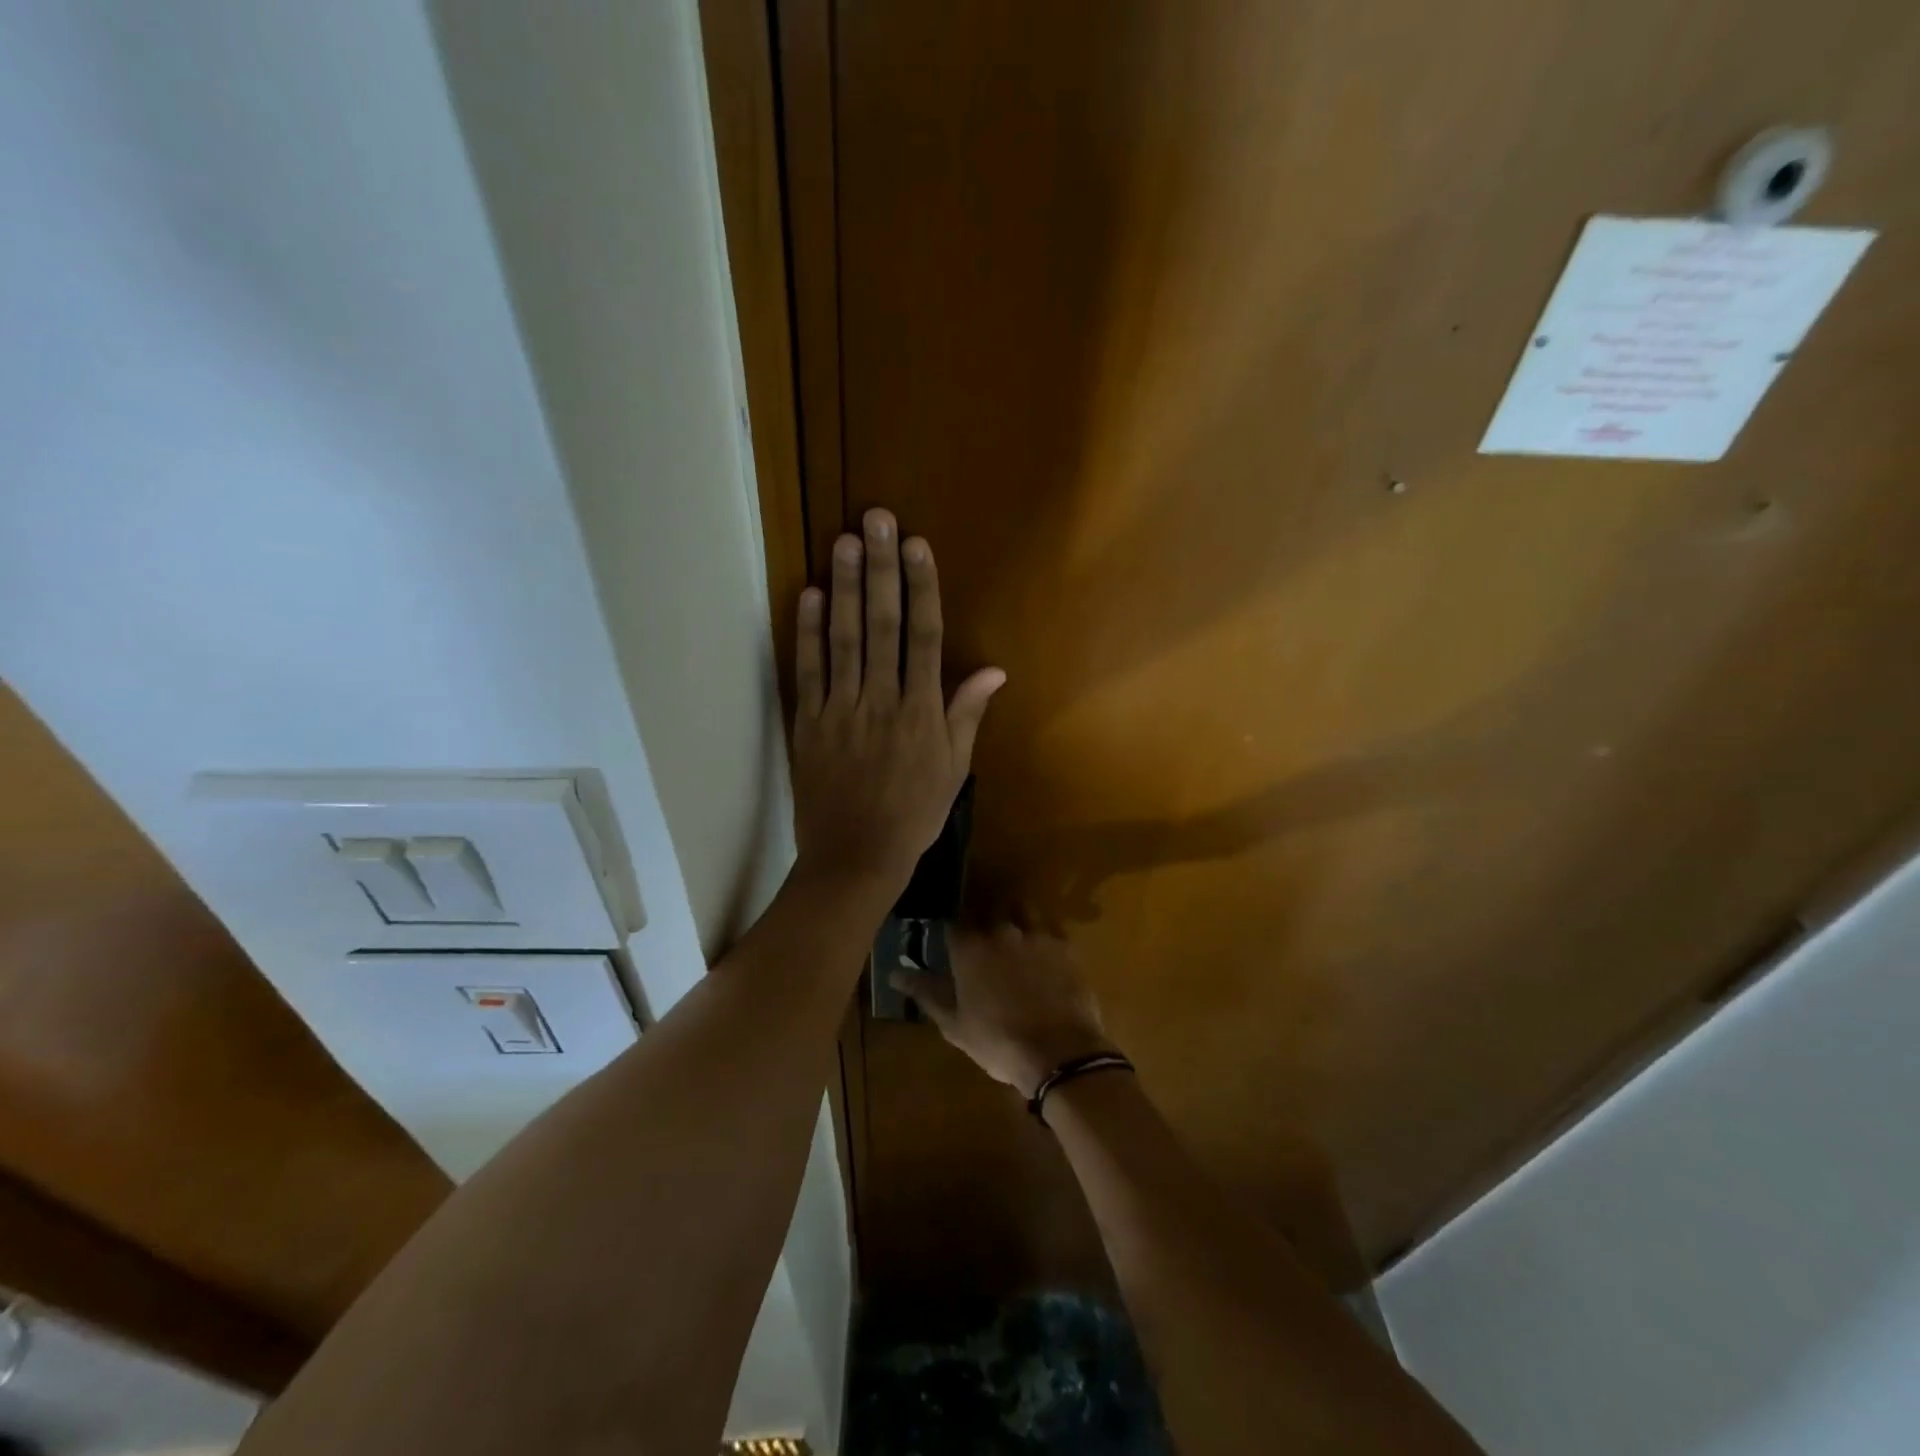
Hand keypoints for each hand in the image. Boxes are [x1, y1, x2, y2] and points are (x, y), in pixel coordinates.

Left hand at [791, 508, 1004, 893]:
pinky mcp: (809, 723)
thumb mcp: (953, 770)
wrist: (855, 858)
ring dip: (846, 588)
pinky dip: (807, 633)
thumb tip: (994, 670)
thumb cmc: (912, 815)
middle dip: (882, 570)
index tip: (918, 546)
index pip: (924, 637)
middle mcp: (882, 700)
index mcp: (921, 712)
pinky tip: (810, 595)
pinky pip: (809, 672)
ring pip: (845, 640)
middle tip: (877, 521)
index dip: (922, 588)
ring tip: (845, 542)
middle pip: (883, 626)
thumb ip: (967, 714)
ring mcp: (842, 710)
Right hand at [891, 926, 1112, 1098]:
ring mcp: (1035, 933)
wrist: (1059, 1052)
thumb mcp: (954, 1024)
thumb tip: (895, 973)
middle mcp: (1000, 929)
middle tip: (982, 944)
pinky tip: (1043, 950)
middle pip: (986, 911)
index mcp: (969, 947)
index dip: (950, 934)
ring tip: (1014, 938)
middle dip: (982, 922)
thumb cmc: (997, 1042)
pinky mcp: (1064, 944)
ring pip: (1021, 909)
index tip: (950, 946)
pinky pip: (1050, 927)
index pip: (952, 924)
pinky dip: (1043, 933)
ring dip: (1014, 917)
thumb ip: (925, 992)